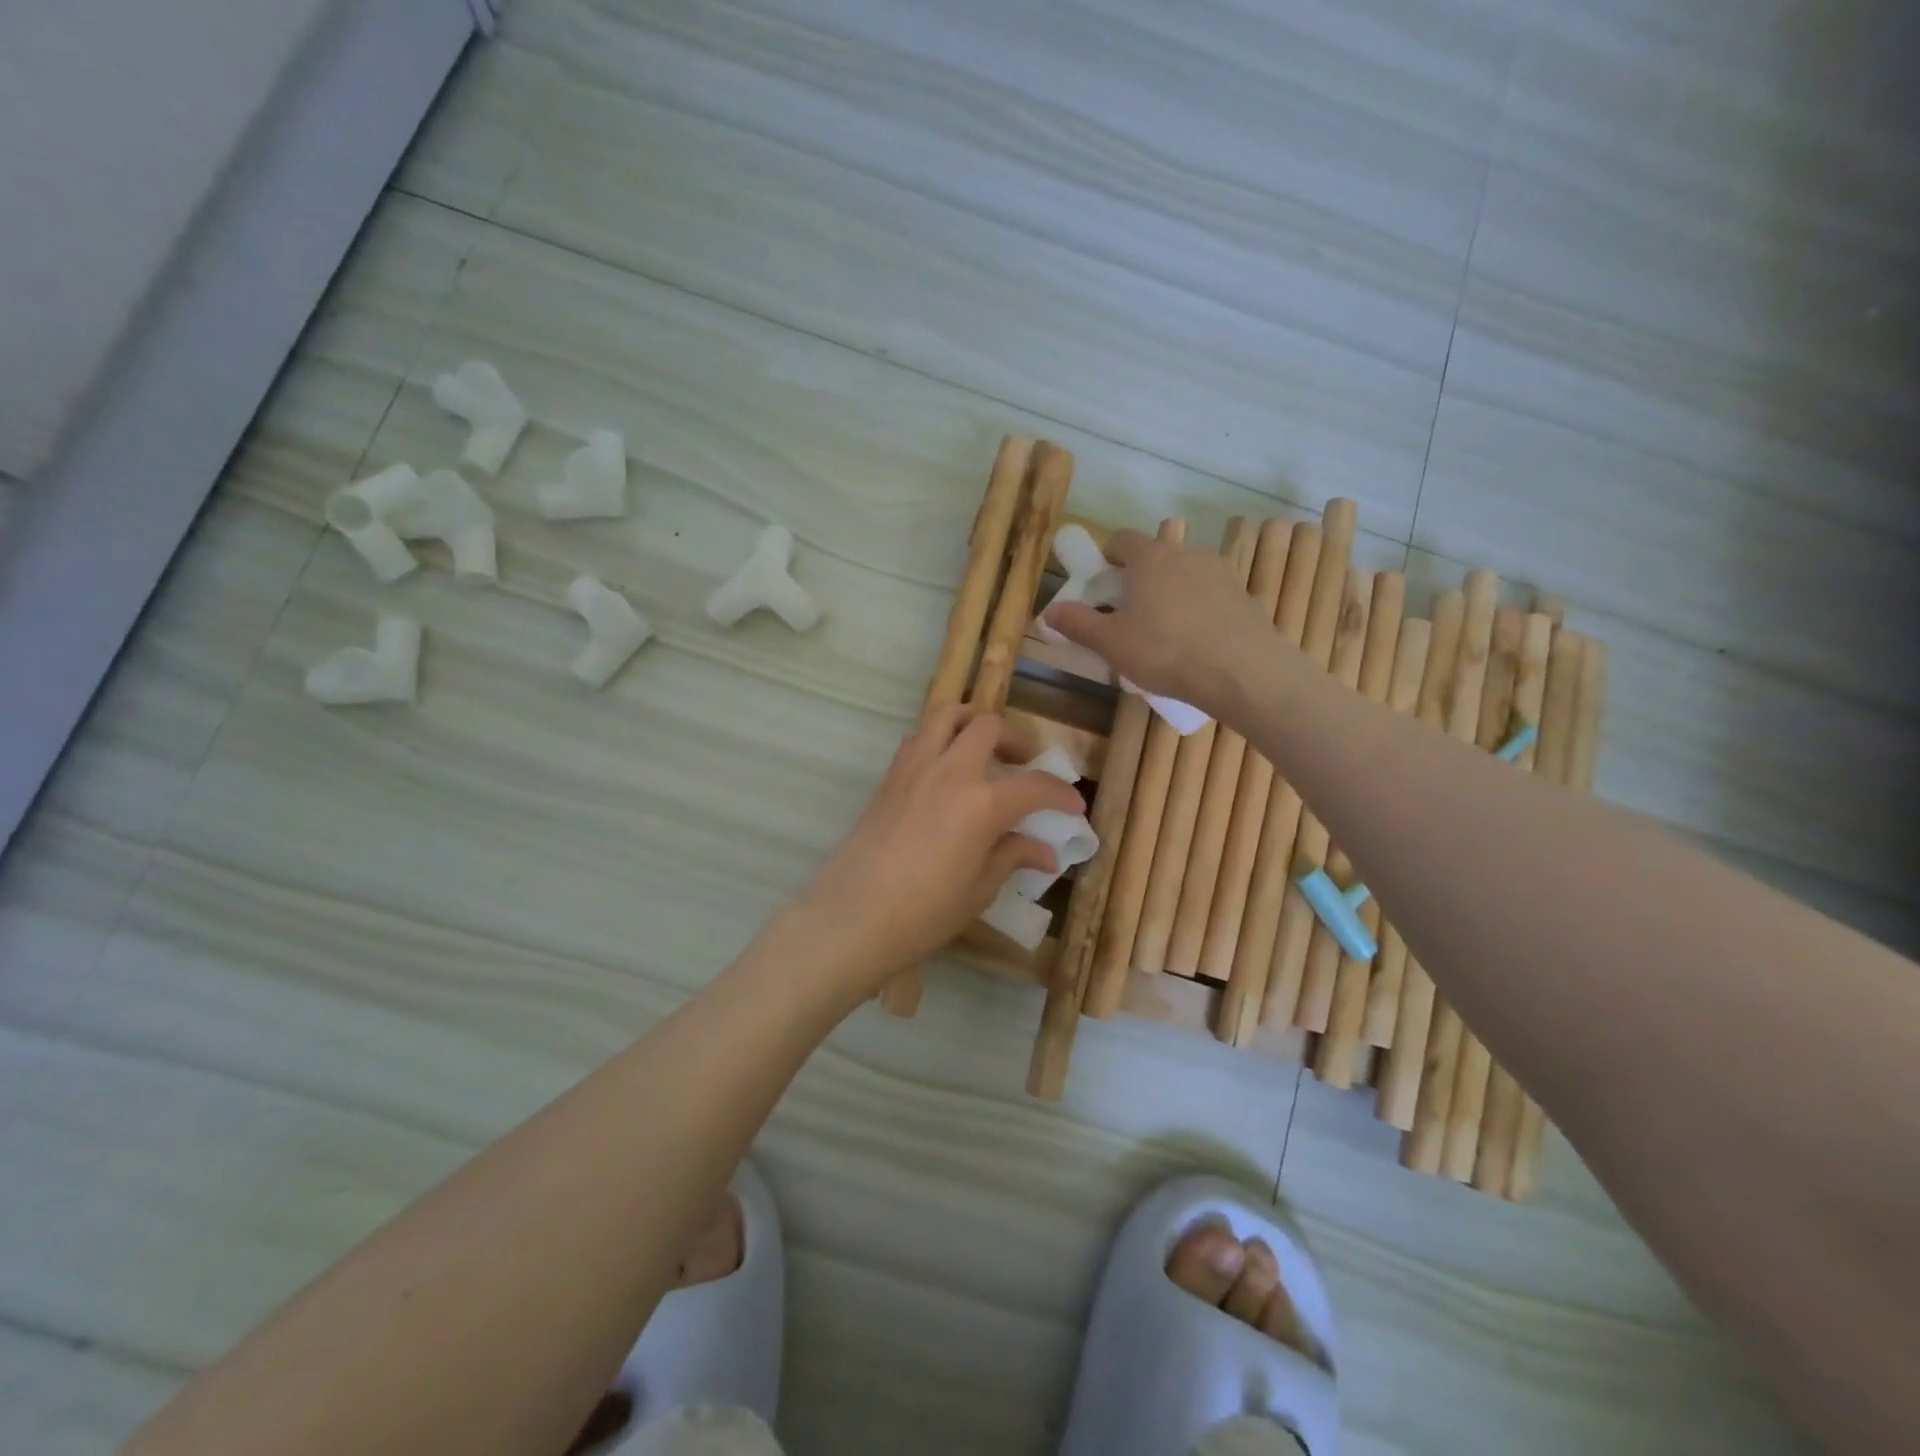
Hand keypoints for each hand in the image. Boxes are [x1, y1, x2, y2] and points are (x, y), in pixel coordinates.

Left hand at [792, 705, 1085, 995]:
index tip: (1073, 805)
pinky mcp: (889, 777)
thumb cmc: (924, 913)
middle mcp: (950, 772)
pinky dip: (938, 739)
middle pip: (988, 727)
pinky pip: (917, 738)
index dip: (1060, 793)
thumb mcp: (978, 890)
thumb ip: (1012, 857)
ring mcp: (914, 768)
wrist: (852, 917)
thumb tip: (1046, 852)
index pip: (1034, 786)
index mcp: (982, 803)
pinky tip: (945, 769)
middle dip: (1015, 739)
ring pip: (946, 715)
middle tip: (1024, 763)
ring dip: (972, 722)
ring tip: (983, 748)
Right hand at [1044, 529, 1276, 713]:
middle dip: (1139, 578)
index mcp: (1151, 558)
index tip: (1100, 581)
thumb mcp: (1111, 643)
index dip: (1107, 556)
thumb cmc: (1165, 651)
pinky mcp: (1245, 598)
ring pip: (1186, 576)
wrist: (1243, 672)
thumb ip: (1078, 624)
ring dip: (1172, 594)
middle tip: (1128, 612)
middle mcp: (1188, 554)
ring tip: (1164, 632)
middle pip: (1156, 556)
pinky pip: (1212, 599)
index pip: (1122, 539)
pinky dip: (1200, 612)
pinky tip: (1197, 644)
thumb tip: (1049, 611)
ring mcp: (1222, 574)